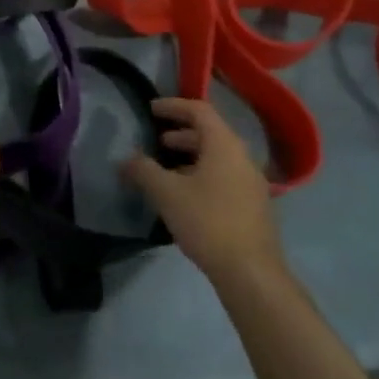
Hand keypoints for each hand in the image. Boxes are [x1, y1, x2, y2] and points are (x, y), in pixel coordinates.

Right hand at [121, 97, 283, 284]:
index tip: (151, 110)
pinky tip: (184, 195)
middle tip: (156, 141)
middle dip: (180, 133)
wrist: (251, 273)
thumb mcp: (166, 193)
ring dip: (191, 156)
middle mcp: (242, 157)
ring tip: (165, 169)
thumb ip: (142, 170)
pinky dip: (202, 174)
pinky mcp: (253, 206)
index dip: (173, 106)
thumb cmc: (207, 221)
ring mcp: (252, 183)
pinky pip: (224, 176)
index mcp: (224, 145)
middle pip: (210, 133)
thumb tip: (125, 160)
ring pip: (218, 157)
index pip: (199, 110)